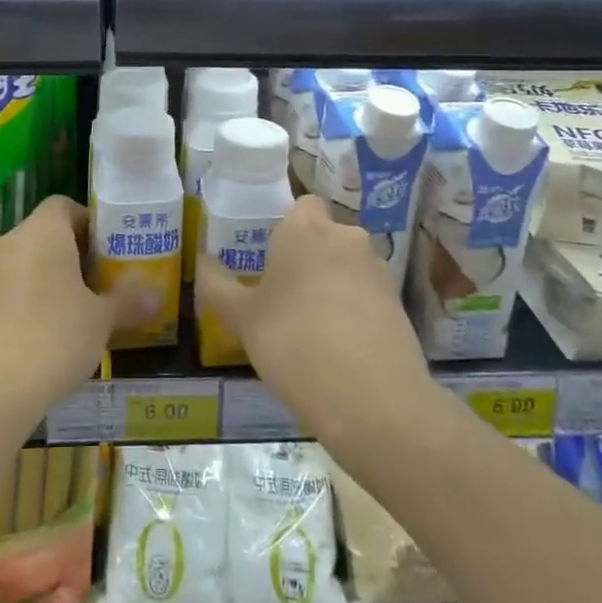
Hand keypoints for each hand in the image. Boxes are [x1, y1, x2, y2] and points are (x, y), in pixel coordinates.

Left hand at [0, 196, 120, 426]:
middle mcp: (12, 241)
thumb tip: (158, 297)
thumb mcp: (101, 320)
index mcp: (43, 231)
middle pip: (47, 232)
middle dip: (76, 252)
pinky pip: (13, 286)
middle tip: (105, 278)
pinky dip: (33, 297)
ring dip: (54, 276)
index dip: (90, 221)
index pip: (65, 205)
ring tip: (83, 307)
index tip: (111, 248)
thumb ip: (128, 302)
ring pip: (28, 260)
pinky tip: (53, 330)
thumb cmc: (55, 336)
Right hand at [196, 194, 433, 446]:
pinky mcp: (399, 303)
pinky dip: (355, 309)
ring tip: (311, 326)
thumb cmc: (293, 342)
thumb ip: (217, 285)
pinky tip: (340, 347)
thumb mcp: (242, 318)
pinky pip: (368, 294)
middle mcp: (345, 237)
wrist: (371, 398)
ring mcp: (378, 269)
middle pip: (326, 235)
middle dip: (309, 256)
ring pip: (348, 265)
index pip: (302, 204)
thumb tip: (202, 260)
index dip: (288, 226)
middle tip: (284, 294)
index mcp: (304, 229)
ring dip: (333, 283)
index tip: (271, 256)